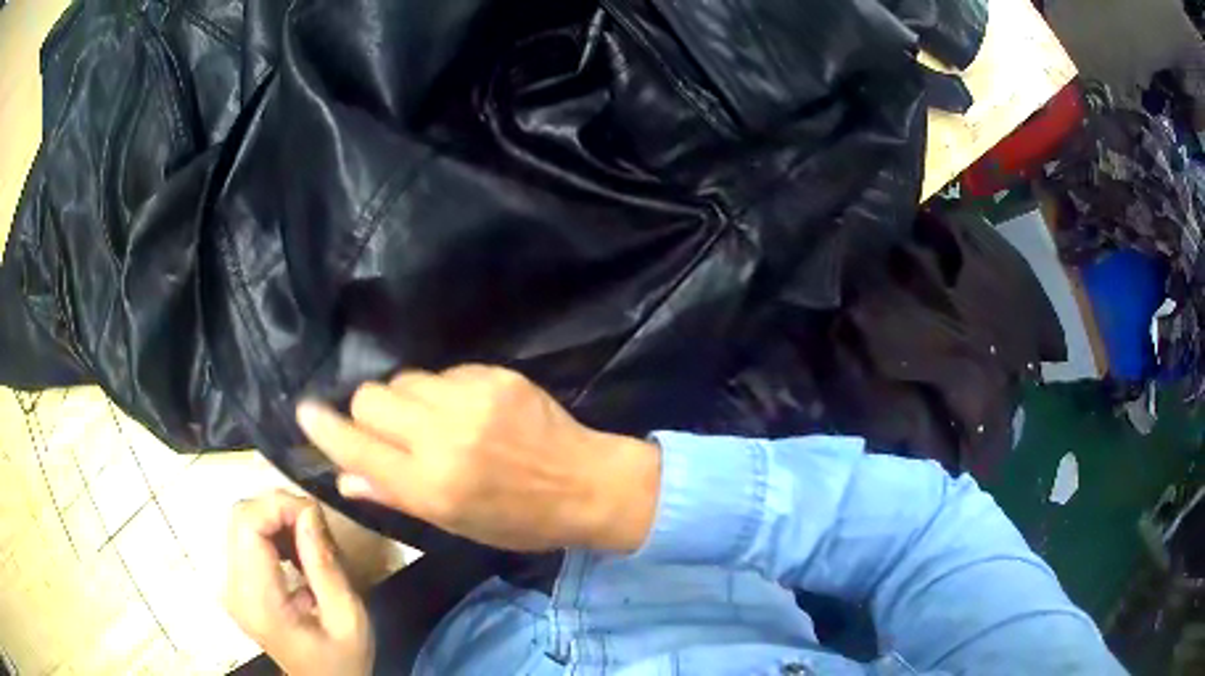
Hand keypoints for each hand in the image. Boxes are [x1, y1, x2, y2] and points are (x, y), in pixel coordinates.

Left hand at [223, 491, 373, 675]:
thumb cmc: (342, 659)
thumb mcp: (348, 618)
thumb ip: (325, 565)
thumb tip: (309, 511)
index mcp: (258, 599)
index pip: (248, 523)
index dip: (280, 506)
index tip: (316, 517)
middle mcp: (233, 587)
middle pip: (240, 516)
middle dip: (279, 508)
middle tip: (316, 527)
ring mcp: (230, 585)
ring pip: (240, 521)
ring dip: (275, 518)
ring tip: (309, 541)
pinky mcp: (235, 583)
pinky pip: (245, 537)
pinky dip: (270, 531)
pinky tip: (294, 550)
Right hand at [296, 365, 660, 552]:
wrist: (586, 483)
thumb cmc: (519, 519)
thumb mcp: (455, 523)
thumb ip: (395, 496)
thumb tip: (344, 477)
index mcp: (431, 485)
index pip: (356, 448)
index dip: (324, 428)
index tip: (305, 411)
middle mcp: (443, 437)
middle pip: (370, 397)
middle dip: (367, 411)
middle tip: (388, 429)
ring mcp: (471, 400)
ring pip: (403, 379)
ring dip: (405, 399)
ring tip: (430, 421)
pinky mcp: (494, 376)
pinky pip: (443, 372)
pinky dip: (441, 390)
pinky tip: (464, 410)